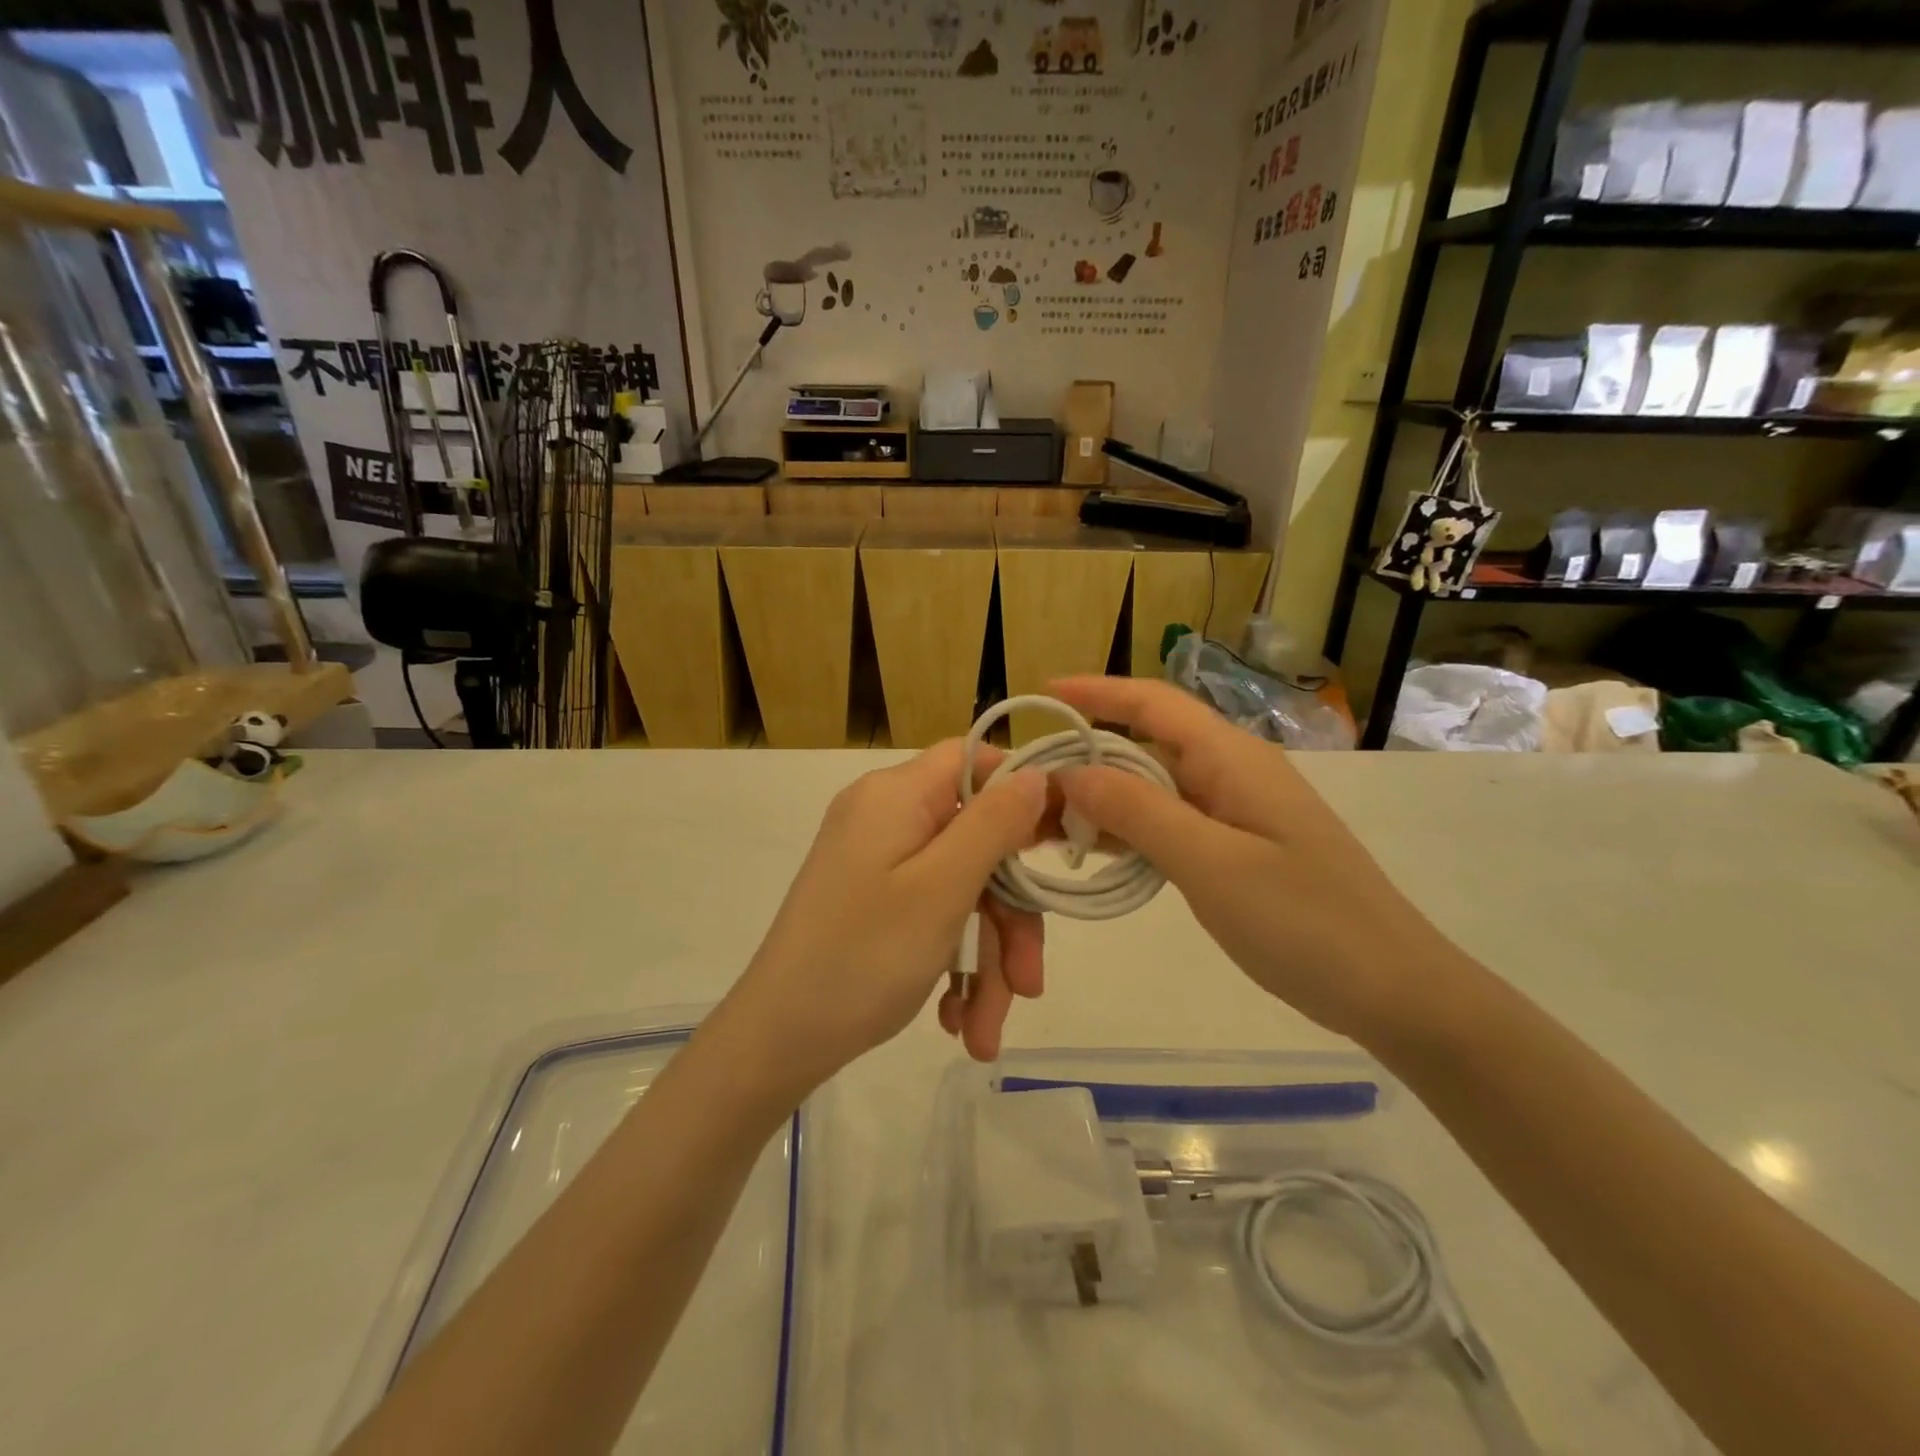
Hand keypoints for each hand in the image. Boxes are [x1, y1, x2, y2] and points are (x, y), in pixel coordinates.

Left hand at [716, 741, 1048, 1096]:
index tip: (1061, 840)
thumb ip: (995, 824)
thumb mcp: (942, 889)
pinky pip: (932, 915)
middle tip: (1028, 985)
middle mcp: (886, 818)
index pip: (972, 758)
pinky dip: (952, 965)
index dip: (1022, 789)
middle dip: (1008, 919)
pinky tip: (957, 1021)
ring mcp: (878, 862)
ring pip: (961, 892)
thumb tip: (1036, 773)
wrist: (776, 1041)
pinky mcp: (874, 901)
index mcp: (896, 795)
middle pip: (976, 842)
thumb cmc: (863, 957)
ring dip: (985, 960)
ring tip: (984, 1032)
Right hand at [1050, 676, 1461, 1042]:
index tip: (1043, 693)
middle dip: (1087, 756)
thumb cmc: (1306, 922)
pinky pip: (1170, 822)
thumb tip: (1073, 772)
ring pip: (1155, 787)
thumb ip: (1140, 812)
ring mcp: (1236, 812)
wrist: (1394, 991)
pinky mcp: (1237, 848)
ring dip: (1104, 798)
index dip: (1097, 691)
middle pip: (1147, 744)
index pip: (1154, 703)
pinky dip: (1130, 830)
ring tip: (1048, 820)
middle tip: (1028, 785)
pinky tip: (1098, 851)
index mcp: (1232, 759)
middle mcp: (1232, 773)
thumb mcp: (1213, 864)